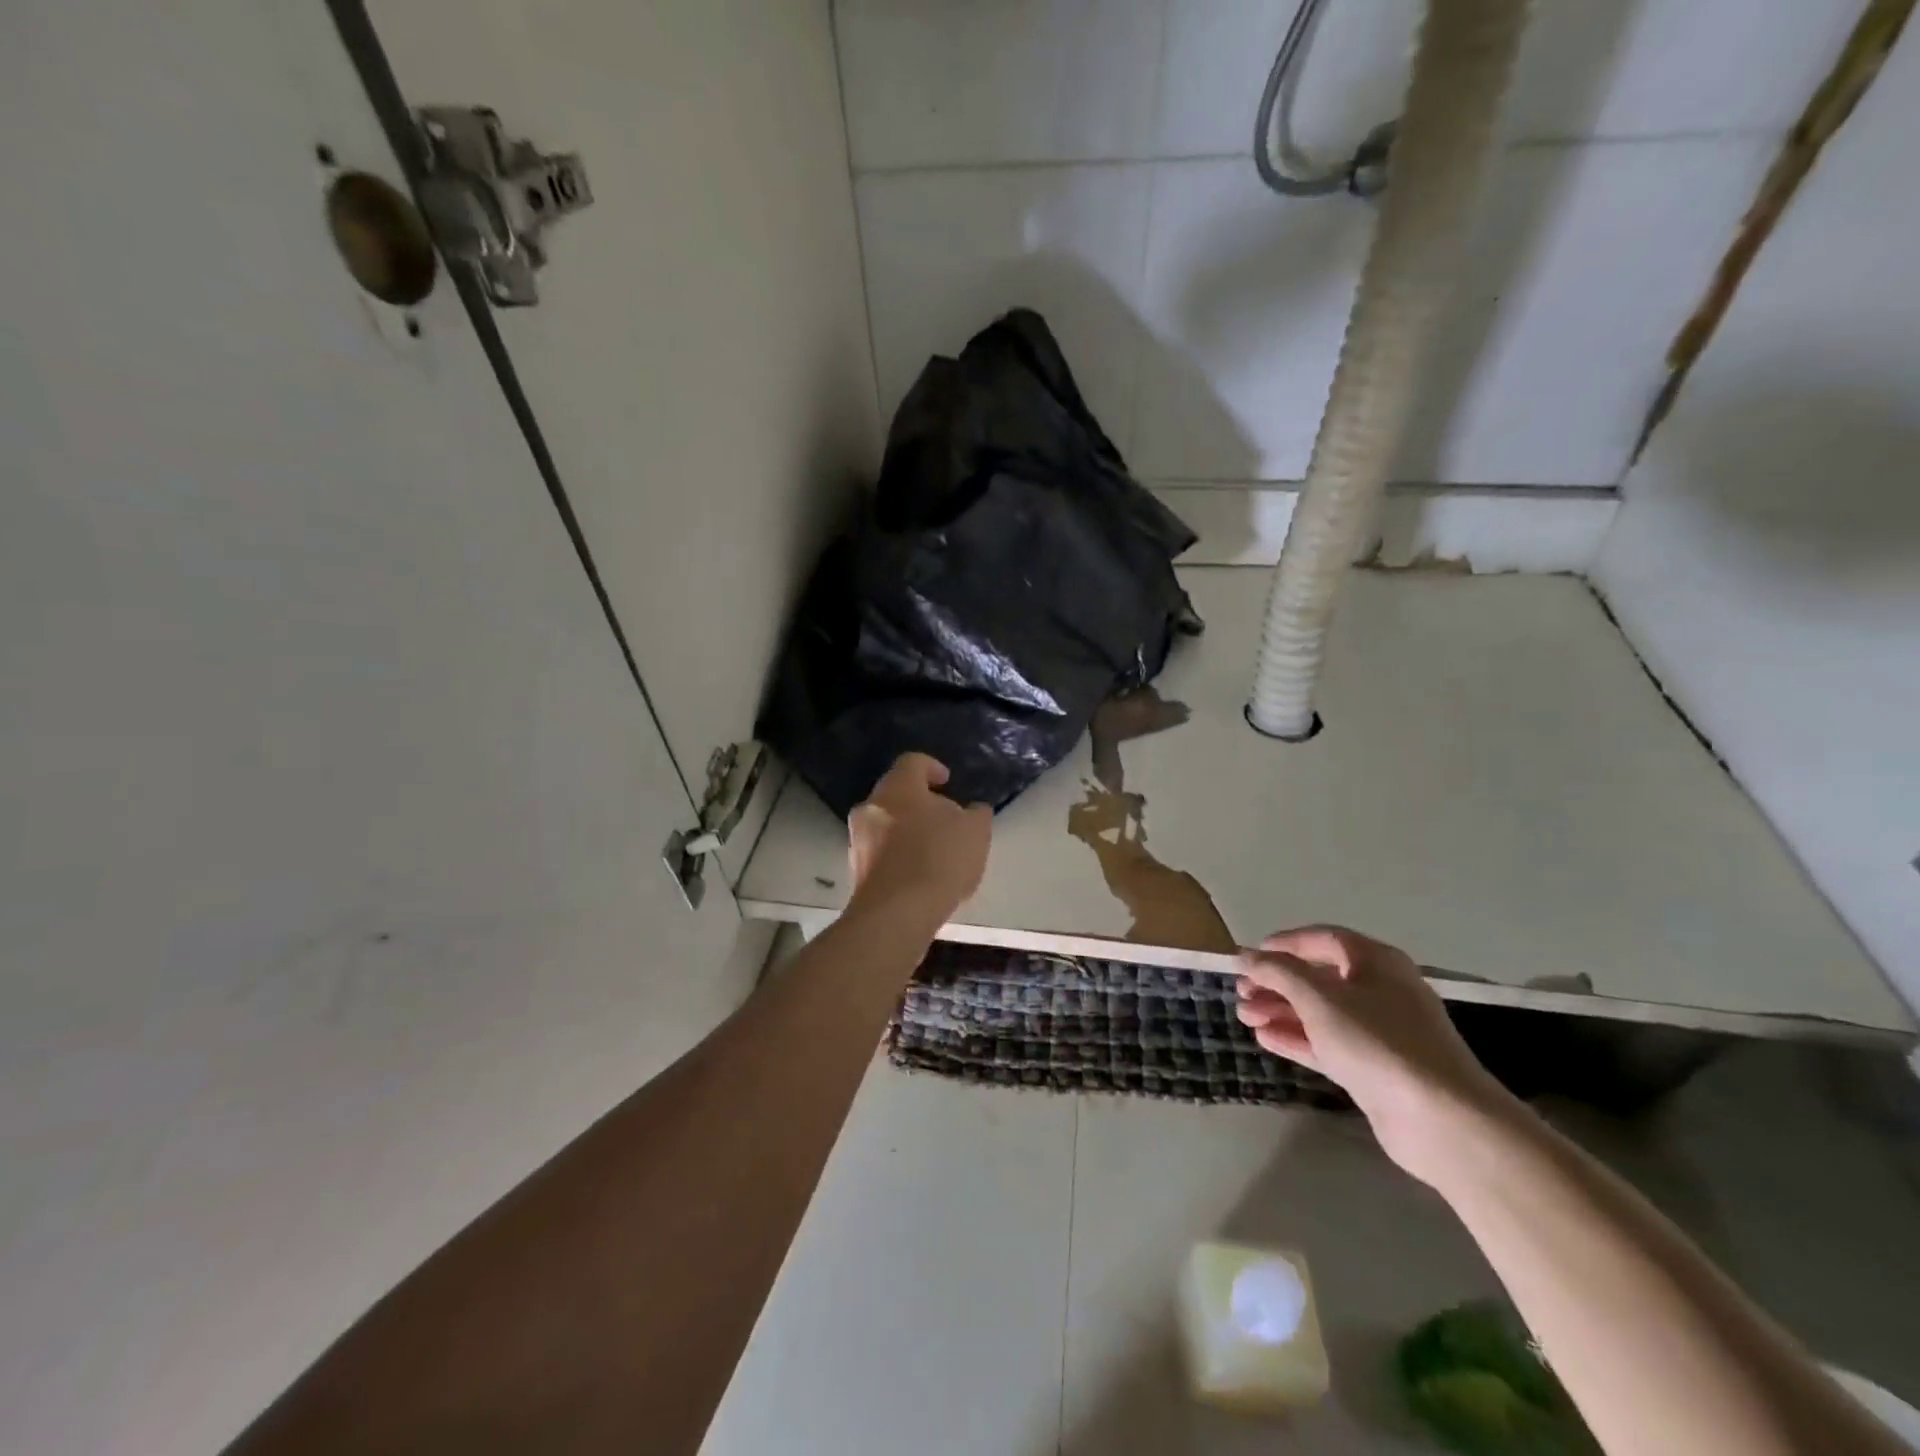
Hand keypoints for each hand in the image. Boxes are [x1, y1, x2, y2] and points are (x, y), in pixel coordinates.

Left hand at [846, 754, 991, 925]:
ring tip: (935, 851)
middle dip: (920, 803)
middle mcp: (870, 806)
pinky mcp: (856, 871)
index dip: (932, 768)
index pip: (913, 762)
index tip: (947, 782)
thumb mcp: (975, 831)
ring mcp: (857, 839)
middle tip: (945, 818)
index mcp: (897, 787)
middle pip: (896, 794)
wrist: (897, 913)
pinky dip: (898, 856)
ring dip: (907, 831)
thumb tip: (972, 810)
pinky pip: (880, 853)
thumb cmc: (939, 858)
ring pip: (885, 824)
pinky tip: (920, 875)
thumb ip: (976, 814)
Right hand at [1237, 926, 1516, 1186]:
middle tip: (1240, 993)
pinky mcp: (1374, 1068)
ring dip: (1281, 1011)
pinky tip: (1265, 1038)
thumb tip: (1245, 955)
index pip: (1322, 939)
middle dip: (1276, 983)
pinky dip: (1298, 1038)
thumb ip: (1278, 972)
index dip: (1283, 944)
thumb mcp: (1319, 999)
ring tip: (1244, 1016)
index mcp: (1376, 962)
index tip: (1248, 957)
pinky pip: (1328, 1043)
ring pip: (1320, 1012)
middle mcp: (1380, 991)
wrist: (1441, 1120)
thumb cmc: (1378, 1042)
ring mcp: (1379, 1032)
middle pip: (1318, 977)